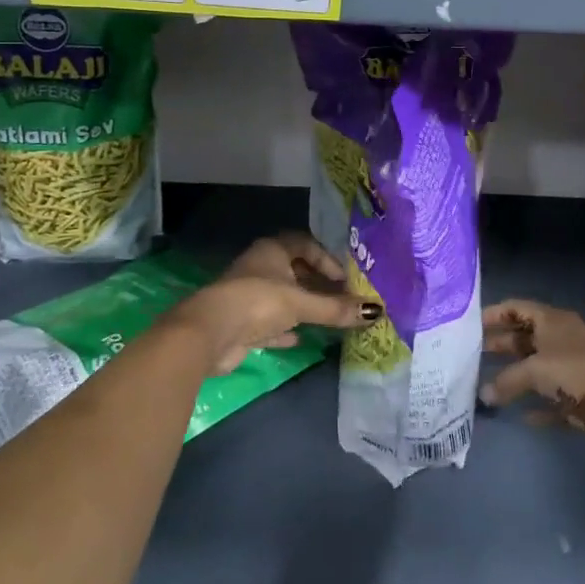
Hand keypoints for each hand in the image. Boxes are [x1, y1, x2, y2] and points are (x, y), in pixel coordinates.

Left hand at [170, 233, 379, 374]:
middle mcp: (259, 268)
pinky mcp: (240, 323)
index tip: (344, 278)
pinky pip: (268, 322)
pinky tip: (299, 339)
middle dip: (317, 284)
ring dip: (302, 306)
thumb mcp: (301, 304)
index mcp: (271, 250)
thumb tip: (375, 311)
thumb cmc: (258, 303)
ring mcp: (248, 295)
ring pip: (281, 297)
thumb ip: (335, 309)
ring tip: (327, 318)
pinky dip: (284, 329)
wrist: (209, 334)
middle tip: (341, 298)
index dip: (326, 258)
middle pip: (293, 271)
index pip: (304, 244)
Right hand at [479, 299, 584, 450]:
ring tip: (484, 384)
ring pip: (536, 369)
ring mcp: (571, 369)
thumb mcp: (537, 370)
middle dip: (499, 345)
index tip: (468, 325)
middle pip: (524, 337)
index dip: (494, 314)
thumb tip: (483, 394)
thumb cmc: (579, 372)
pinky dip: (535, 405)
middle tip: (470, 355)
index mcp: (552, 320)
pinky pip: (551, 400)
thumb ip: (507, 380)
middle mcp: (560, 340)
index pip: (517, 308)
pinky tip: (517, 414)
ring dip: (514, 376)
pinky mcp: (580, 398)